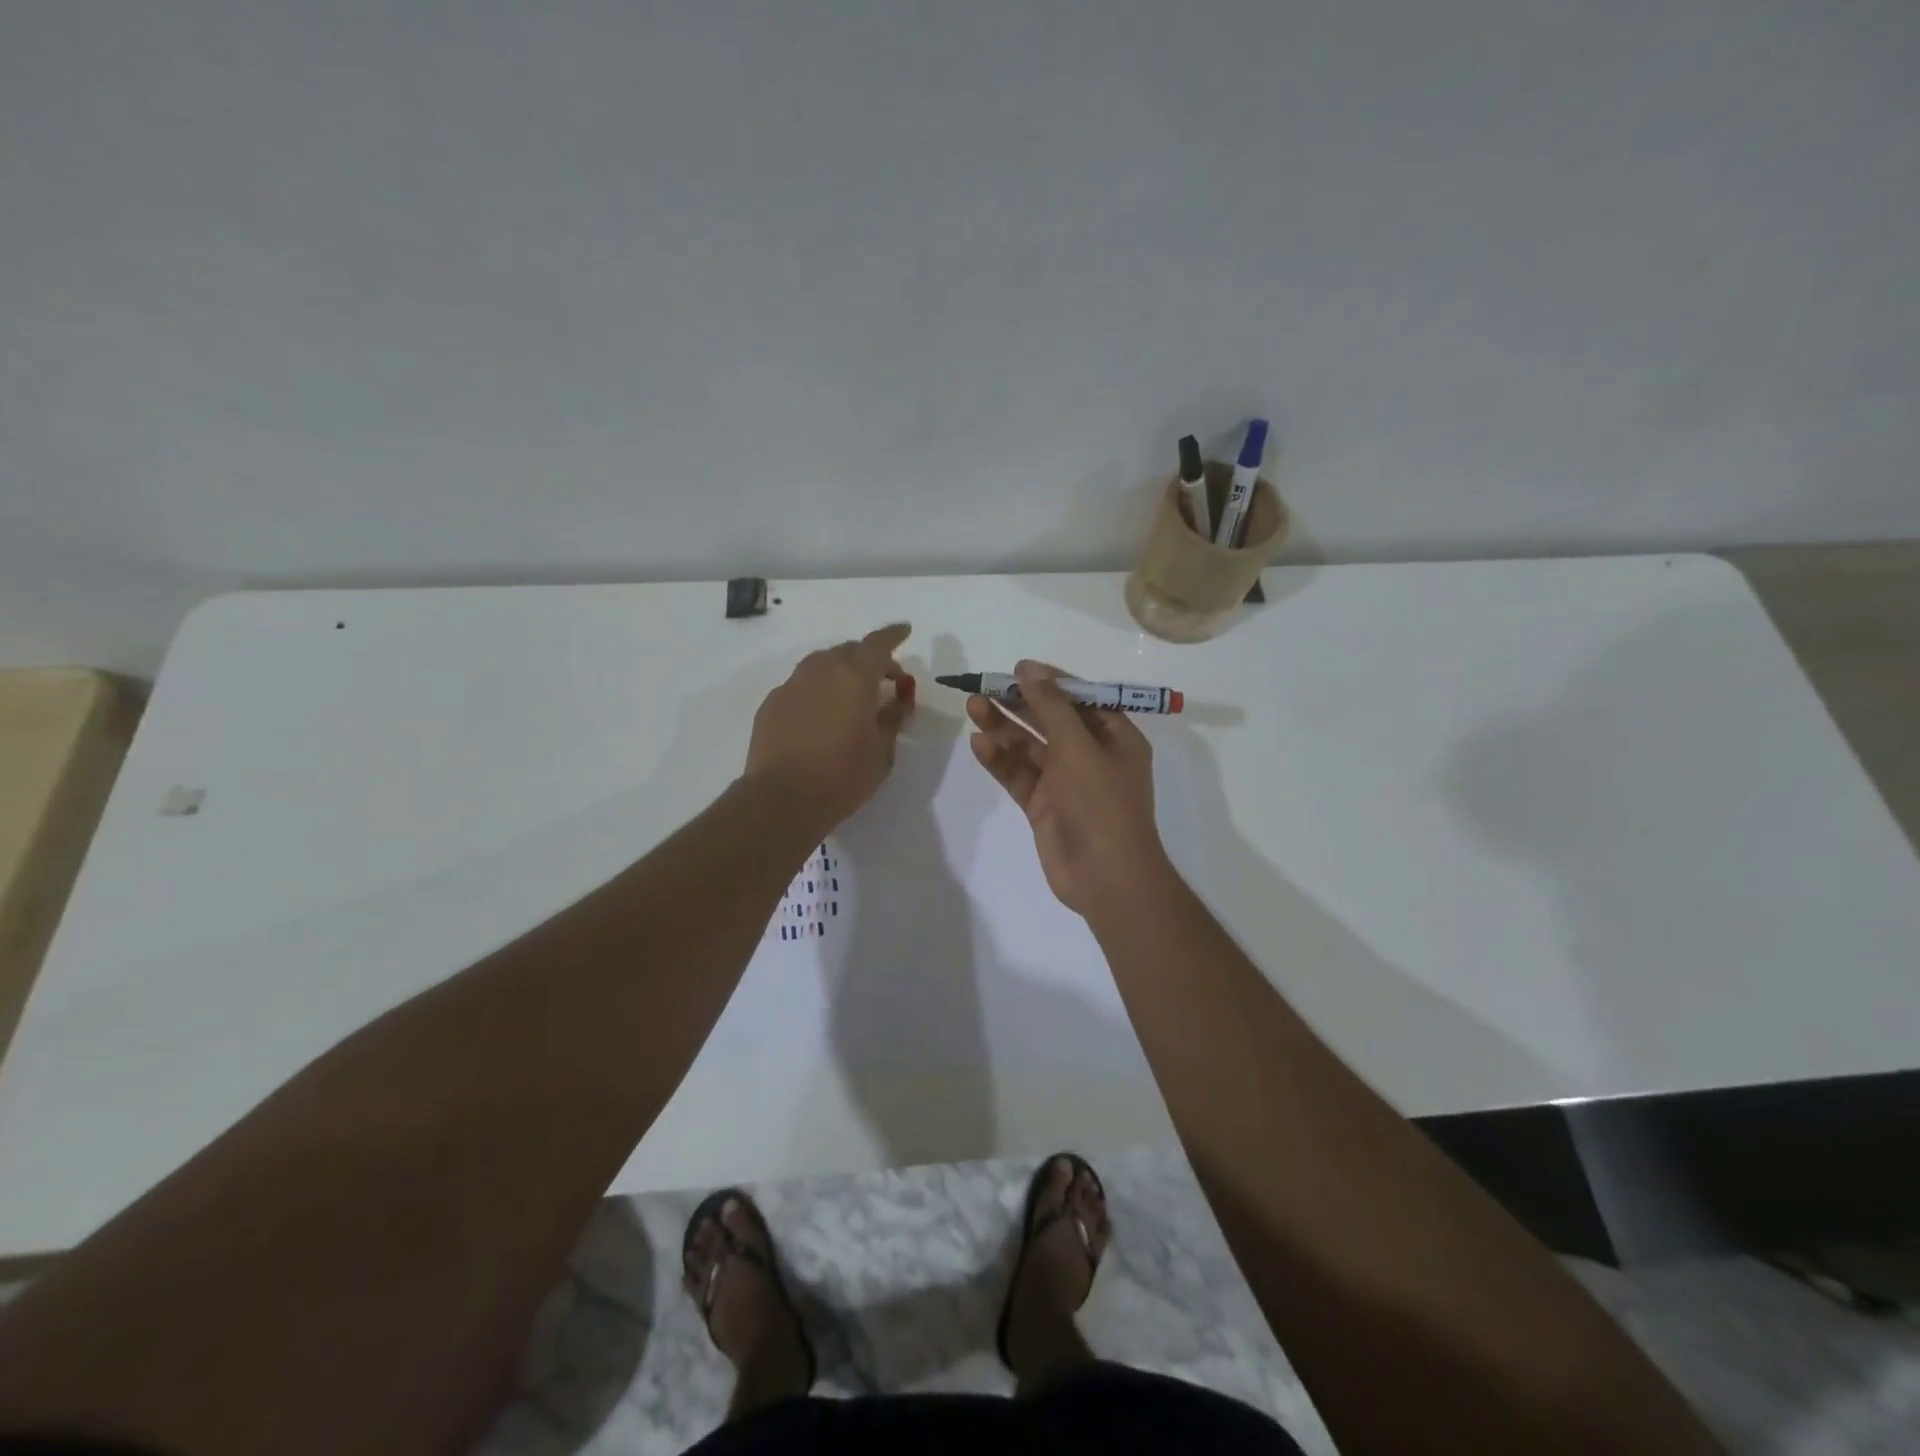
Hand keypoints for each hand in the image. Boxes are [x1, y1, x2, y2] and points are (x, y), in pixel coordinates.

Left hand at [743, 624, 913, 831]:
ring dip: (840, 670)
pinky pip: (800, 685)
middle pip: (848, 650)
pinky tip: (821, 714)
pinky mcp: (771, 704)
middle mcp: (820, 672)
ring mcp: (791, 686)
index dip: (893, 635)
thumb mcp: (881, 753)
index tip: (905, 631)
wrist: (781, 799)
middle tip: (883, 680)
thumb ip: (892, 720)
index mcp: (854, 678)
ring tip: (851, 694)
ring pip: (821, 664)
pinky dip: (817, 690)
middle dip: (869, 658)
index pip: (878, 644)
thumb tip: (896, 702)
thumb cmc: (841, 777)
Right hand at [966, 661, 1172, 916]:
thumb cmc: (1101, 804)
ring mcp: (1066, 782)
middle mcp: (1091, 755)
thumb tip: (1029, 668)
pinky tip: (979, 744)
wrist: (1106, 877)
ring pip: (1030, 747)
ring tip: (973, 707)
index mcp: (1115, 737)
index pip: (1080, 698)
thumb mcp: (1079, 747)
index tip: (1017, 668)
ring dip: (1004, 728)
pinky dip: (1001, 760)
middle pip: (1050, 720)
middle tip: (984, 686)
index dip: (1049, 682)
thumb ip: (1051, 707)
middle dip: (1019, 703)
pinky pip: (1019, 775)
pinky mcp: (1043, 805)